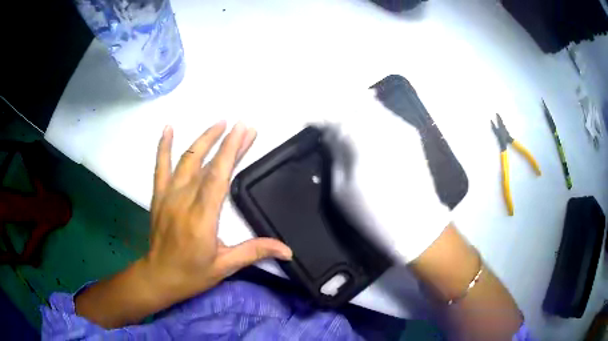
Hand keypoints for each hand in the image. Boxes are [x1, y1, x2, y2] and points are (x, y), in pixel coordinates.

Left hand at [144, 122, 291, 302]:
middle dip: (225, 142)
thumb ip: (254, 252)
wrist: (159, 276)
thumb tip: (287, 250)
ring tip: (219, 123)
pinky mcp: (159, 195)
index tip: (244, 130)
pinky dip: (163, 146)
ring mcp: (168, 195)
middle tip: (242, 125)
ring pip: (186, 160)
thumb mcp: (225, 266)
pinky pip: (160, 166)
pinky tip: (168, 128)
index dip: (231, 150)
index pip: (218, 176)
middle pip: (206, 164)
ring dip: (203, 139)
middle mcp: (184, 201)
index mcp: (202, 218)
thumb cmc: (192, 273)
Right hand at [323, 90, 449, 262]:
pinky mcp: (411, 135)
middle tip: (326, 121)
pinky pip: (385, 114)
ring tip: (342, 121)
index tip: (309, 122)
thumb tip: (329, 134)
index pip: (336, 116)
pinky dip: (370, 114)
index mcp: (364, 142)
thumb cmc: (374, 213)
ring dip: (354, 109)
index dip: (320, 117)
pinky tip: (363, 124)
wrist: (417, 224)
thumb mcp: (342, 190)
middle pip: (354, 104)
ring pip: (372, 105)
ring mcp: (401, 128)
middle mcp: (384, 127)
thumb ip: (335, 155)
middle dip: (337, 109)